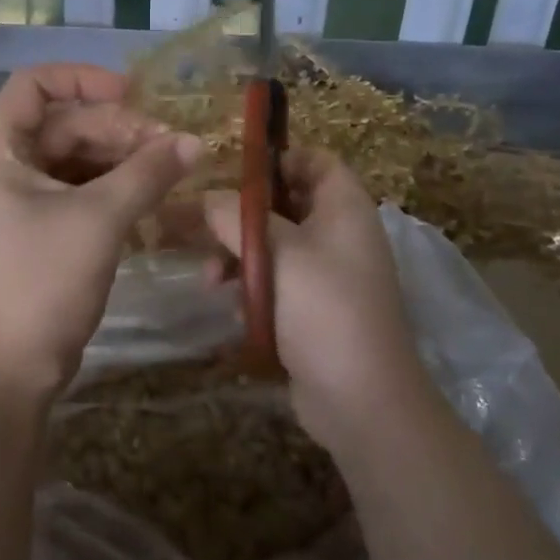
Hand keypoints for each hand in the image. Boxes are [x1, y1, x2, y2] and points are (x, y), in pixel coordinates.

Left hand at [0, 65, 202, 397]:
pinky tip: (151, 195)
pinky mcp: (40, 229)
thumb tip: (195, 140)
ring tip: (169, 169)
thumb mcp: (100, 220)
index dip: (81, 78)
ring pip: (76, 158)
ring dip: (121, 158)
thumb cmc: (43, 284)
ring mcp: (21, 201)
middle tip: (170, 147)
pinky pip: (79, 190)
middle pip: (64, 124)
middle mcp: (4, 168)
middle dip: (118, 129)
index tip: (131, 93)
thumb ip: (147, 173)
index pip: (32, 86)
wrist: (12, 370)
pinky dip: (114, 187)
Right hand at [203, 150, 426, 449]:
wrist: (360, 399)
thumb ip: (235, 217)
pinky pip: (277, 283)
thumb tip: (205, 198)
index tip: (234, 174)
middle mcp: (340, 235)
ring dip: (239, 257)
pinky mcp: (314, 311)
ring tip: (211, 280)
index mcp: (345, 208)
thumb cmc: (323, 309)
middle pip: (286, 205)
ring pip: (275, 247)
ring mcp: (329, 275)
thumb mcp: (275, 253)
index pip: (316, 161)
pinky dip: (252, 289)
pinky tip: (232, 308)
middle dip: (241, 217)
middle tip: (199, 227)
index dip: (277, 160)